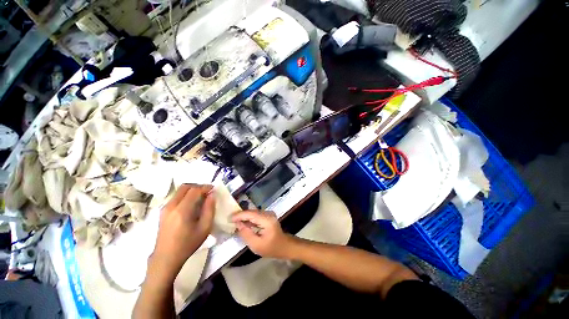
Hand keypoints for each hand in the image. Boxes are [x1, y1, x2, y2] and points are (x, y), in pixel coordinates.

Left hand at [150, 184, 214, 278]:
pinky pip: (175, 197)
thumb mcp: (205, 227)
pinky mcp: (163, 211)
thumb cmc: (188, 243)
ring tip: (201, 198)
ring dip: (192, 190)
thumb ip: (210, 209)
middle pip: (185, 187)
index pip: (195, 190)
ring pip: (179, 191)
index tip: (214, 189)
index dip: (206, 187)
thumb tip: (212, 195)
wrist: (166, 257)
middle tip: (207, 192)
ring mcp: (165, 208)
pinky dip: (185, 195)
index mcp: (182, 210)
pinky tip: (192, 204)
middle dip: (198, 186)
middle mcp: (171, 206)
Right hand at [231, 210, 294, 258]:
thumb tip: (238, 224)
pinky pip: (256, 215)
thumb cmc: (271, 248)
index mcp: (267, 220)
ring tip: (234, 221)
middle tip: (229, 220)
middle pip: (252, 212)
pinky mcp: (268, 216)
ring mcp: (269, 214)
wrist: (284, 246)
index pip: (251, 214)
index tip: (229, 219)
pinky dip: (249, 218)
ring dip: (244, 217)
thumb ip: (246, 234)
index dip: (239, 215)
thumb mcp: (256, 245)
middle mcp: (268, 214)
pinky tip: (243, 223)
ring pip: (253, 213)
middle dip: (240, 215)